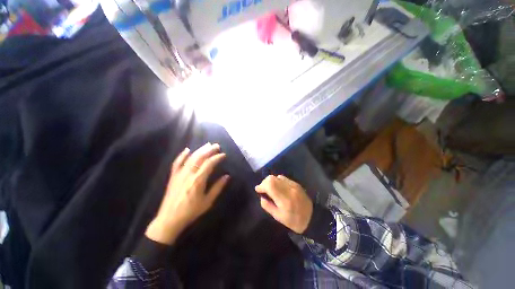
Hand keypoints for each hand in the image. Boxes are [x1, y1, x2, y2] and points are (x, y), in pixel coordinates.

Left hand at [146, 143, 229, 244]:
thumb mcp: (207, 202)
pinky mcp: (173, 176)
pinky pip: (176, 162)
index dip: (217, 157)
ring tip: (207, 145)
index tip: (223, 154)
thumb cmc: (191, 212)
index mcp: (198, 181)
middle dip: (209, 150)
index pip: (209, 164)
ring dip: (199, 150)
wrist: (169, 220)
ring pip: (190, 158)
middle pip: (200, 157)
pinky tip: (187, 149)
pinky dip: (182, 155)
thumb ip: (218, 188)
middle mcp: (188, 174)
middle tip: (217, 146)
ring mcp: (179, 174)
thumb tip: (227, 176)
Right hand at [255, 175, 312, 233]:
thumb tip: (261, 196)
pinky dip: (277, 181)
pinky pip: (283, 178)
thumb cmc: (294, 221)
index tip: (258, 189)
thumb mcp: (278, 217)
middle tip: (263, 189)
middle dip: (264, 182)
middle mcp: (289, 189)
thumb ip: (267, 206)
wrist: (312, 218)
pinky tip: (278, 187)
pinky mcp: (296, 183)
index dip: (261, 185)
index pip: (270, 185)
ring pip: (277, 176)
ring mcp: (294, 185)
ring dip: (271, 181)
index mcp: (284, 199)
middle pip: (272, 178)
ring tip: (270, 188)